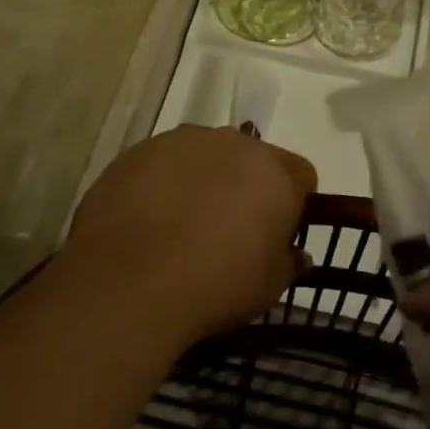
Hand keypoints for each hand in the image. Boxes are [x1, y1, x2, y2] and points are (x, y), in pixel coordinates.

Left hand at [65, 126, 316, 349]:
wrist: (128, 283)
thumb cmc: (215, 285)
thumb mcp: (268, 287)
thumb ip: (288, 262)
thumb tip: (294, 253)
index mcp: (275, 172)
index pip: (301, 175)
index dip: (293, 204)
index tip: (276, 233)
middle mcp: (234, 143)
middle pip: (252, 159)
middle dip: (247, 186)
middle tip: (230, 230)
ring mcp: (183, 142)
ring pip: (207, 156)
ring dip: (205, 180)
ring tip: (183, 225)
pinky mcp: (140, 150)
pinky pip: (165, 162)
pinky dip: (165, 183)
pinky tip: (150, 220)